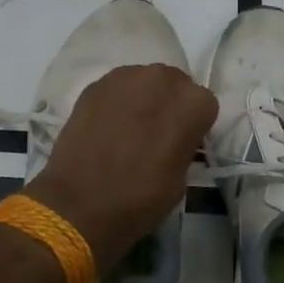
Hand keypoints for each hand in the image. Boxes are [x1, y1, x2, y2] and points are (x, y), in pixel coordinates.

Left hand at [26, 65, 217, 274]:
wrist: (79, 204)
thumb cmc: (139, 199)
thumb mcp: (181, 178)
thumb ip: (185, 145)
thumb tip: (175, 138)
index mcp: (191, 103)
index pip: (204, 104)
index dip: (195, 125)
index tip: (184, 144)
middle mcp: (162, 79)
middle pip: (175, 83)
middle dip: (170, 104)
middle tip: (157, 133)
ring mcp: (125, 78)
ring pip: (145, 80)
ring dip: (144, 98)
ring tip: (130, 128)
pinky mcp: (95, 85)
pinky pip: (117, 87)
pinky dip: (118, 101)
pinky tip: (107, 126)